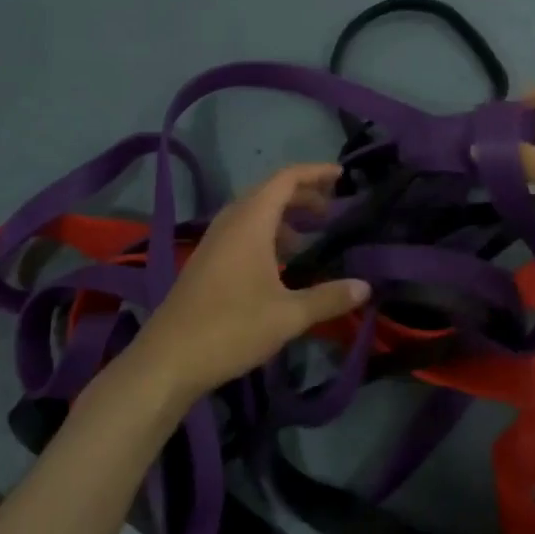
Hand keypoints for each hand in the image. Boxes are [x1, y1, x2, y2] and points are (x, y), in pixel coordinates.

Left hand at [128, 164, 369, 397]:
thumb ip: (329, 298)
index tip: (342, 176)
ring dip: (283, 216)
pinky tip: (280, 263)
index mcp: (250, 223)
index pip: (285, 180)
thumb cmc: (231, 328)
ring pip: (253, 213)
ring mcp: (214, 243)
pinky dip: (266, 234)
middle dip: (302, 194)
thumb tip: (366, 286)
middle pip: (269, 192)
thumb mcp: (288, 315)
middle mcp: (230, 224)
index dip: (315, 173)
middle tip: (332, 209)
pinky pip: (241, 232)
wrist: (168, 360)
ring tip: (310, 235)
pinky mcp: (206, 263)